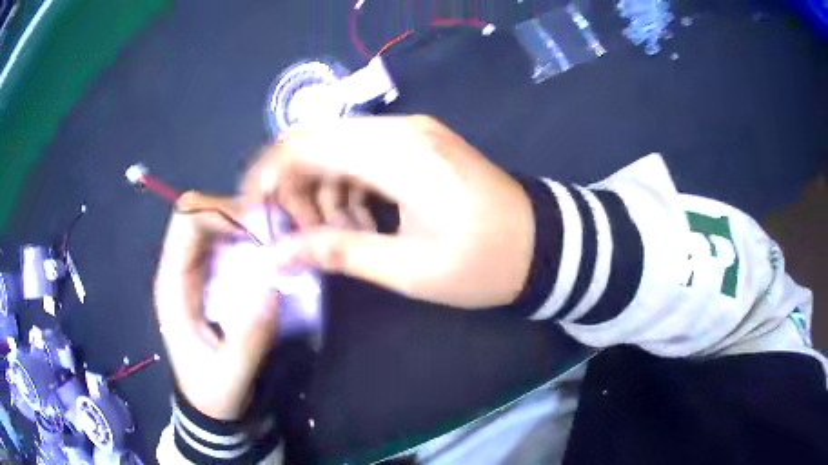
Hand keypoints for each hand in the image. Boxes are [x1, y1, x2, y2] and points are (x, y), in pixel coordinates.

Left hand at [155, 192, 279, 419]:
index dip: (221, 214)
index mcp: (173, 285)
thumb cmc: (213, 392)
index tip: (261, 232)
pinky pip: (232, 242)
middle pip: (203, 213)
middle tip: (277, 233)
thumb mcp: (231, 376)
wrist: (210, 405)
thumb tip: (272, 286)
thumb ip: (249, 338)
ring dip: (249, 225)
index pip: (187, 223)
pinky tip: (275, 257)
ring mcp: (198, 270)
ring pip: (218, 222)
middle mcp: (181, 268)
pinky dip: (254, 240)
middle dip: (239, 213)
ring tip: (281, 242)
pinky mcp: (214, 277)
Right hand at [242, 115, 534, 308]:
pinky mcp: (420, 145)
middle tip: (306, 240)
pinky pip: (363, 157)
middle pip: (315, 144)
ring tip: (343, 239)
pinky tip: (363, 223)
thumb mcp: (408, 268)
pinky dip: (349, 189)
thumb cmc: (483, 263)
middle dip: (295, 191)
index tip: (255, 215)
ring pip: (337, 151)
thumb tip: (278, 255)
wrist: (544, 245)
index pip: (303, 145)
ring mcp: (412, 133)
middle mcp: (399, 129)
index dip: (267, 177)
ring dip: (323, 194)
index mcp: (395, 152)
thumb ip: (337, 252)